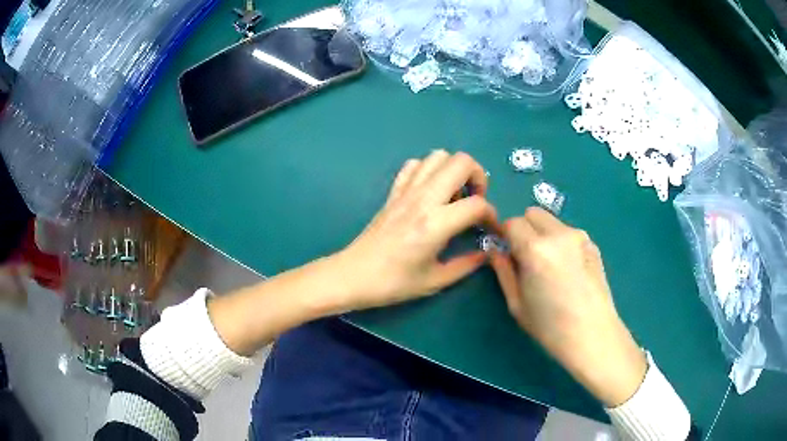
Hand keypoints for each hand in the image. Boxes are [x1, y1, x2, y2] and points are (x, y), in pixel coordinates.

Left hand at [336, 150, 497, 309]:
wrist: (353, 275)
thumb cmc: (394, 283)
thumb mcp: (435, 281)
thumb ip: (467, 265)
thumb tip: (486, 253)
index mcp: (436, 223)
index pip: (477, 204)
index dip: (492, 215)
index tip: (491, 228)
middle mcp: (423, 199)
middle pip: (461, 162)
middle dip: (478, 176)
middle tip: (475, 199)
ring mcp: (406, 191)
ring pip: (438, 156)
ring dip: (453, 170)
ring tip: (454, 195)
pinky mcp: (393, 192)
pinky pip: (414, 165)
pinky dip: (428, 170)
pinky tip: (430, 192)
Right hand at [490, 207, 646, 406]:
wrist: (592, 335)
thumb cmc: (550, 326)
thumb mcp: (517, 304)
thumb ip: (504, 271)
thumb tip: (496, 251)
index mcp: (535, 249)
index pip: (512, 223)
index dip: (506, 236)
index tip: (507, 252)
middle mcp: (559, 234)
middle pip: (533, 214)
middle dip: (525, 229)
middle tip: (527, 256)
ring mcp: (580, 237)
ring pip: (552, 222)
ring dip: (544, 235)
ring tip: (550, 265)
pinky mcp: (593, 244)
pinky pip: (569, 234)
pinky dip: (562, 243)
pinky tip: (568, 270)